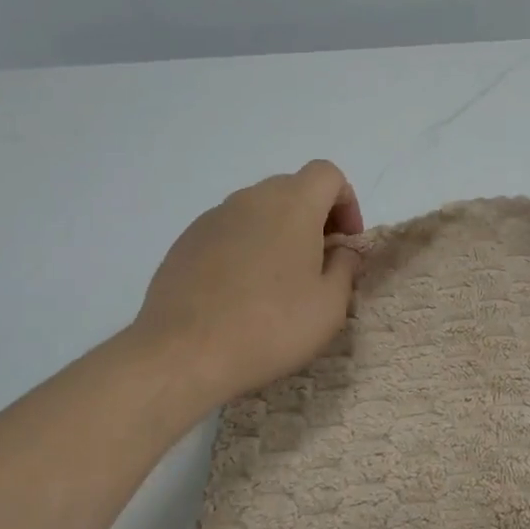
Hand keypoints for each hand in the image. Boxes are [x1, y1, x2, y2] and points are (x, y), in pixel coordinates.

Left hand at [131, 160, 364, 405]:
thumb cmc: (271, 327)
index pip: (327, 174)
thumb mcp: (330, 305)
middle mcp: (251, 199)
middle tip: (319, 263)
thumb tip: (341, 251)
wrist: (184, 354)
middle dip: (314, 217)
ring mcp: (212, 218)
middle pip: (293, 189)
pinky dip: (245, 248)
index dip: (346, 202)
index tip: (346, 242)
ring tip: (278, 282)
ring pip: (258, 210)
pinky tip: (241, 292)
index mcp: (292, 205)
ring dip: (278, 233)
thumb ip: (345, 267)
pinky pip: (229, 231)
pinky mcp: (185, 241)